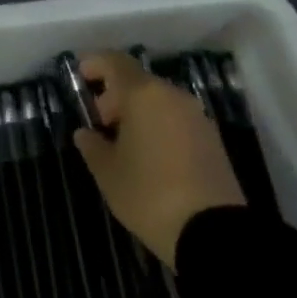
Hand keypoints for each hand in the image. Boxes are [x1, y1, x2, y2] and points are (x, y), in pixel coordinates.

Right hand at [72, 51, 244, 265]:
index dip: (96, 63)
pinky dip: (159, 124)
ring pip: (159, 100)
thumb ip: (92, 147)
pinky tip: (150, 154)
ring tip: (124, 141)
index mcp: (143, 95)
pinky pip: (176, 119)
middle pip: (138, 81)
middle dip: (116, 94)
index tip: (81, 74)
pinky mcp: (213, 140)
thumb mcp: (109, 174)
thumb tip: (85, 134)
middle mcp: (172, 96)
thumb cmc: (151, 195)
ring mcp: (197, 117)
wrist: (215, 235)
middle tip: (101, 120)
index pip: (115, 62)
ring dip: (138, 111)